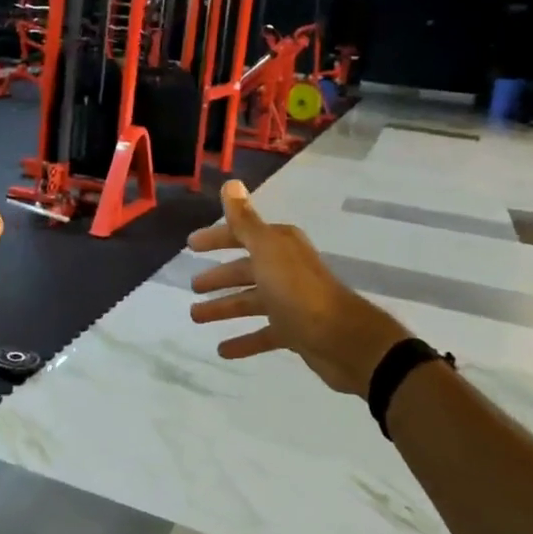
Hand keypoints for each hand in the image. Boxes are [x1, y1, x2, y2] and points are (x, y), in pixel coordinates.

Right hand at [188, 180, 409, 395]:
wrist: (341, 338)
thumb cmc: (298, 290)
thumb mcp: (266, 250)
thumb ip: (244, 220)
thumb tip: (230, 183)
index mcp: (278, 246)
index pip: (240, 235)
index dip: (216, 239)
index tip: (191, 245)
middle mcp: (284, 269)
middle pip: (244, 270)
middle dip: (219, 277)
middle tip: (193, 286)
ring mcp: (289, 302)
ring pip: (249, 302)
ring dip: (223, 308)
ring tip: (196, 317)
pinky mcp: (293, 331)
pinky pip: (262, 334)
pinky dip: (243, 341)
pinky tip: (222, 351)